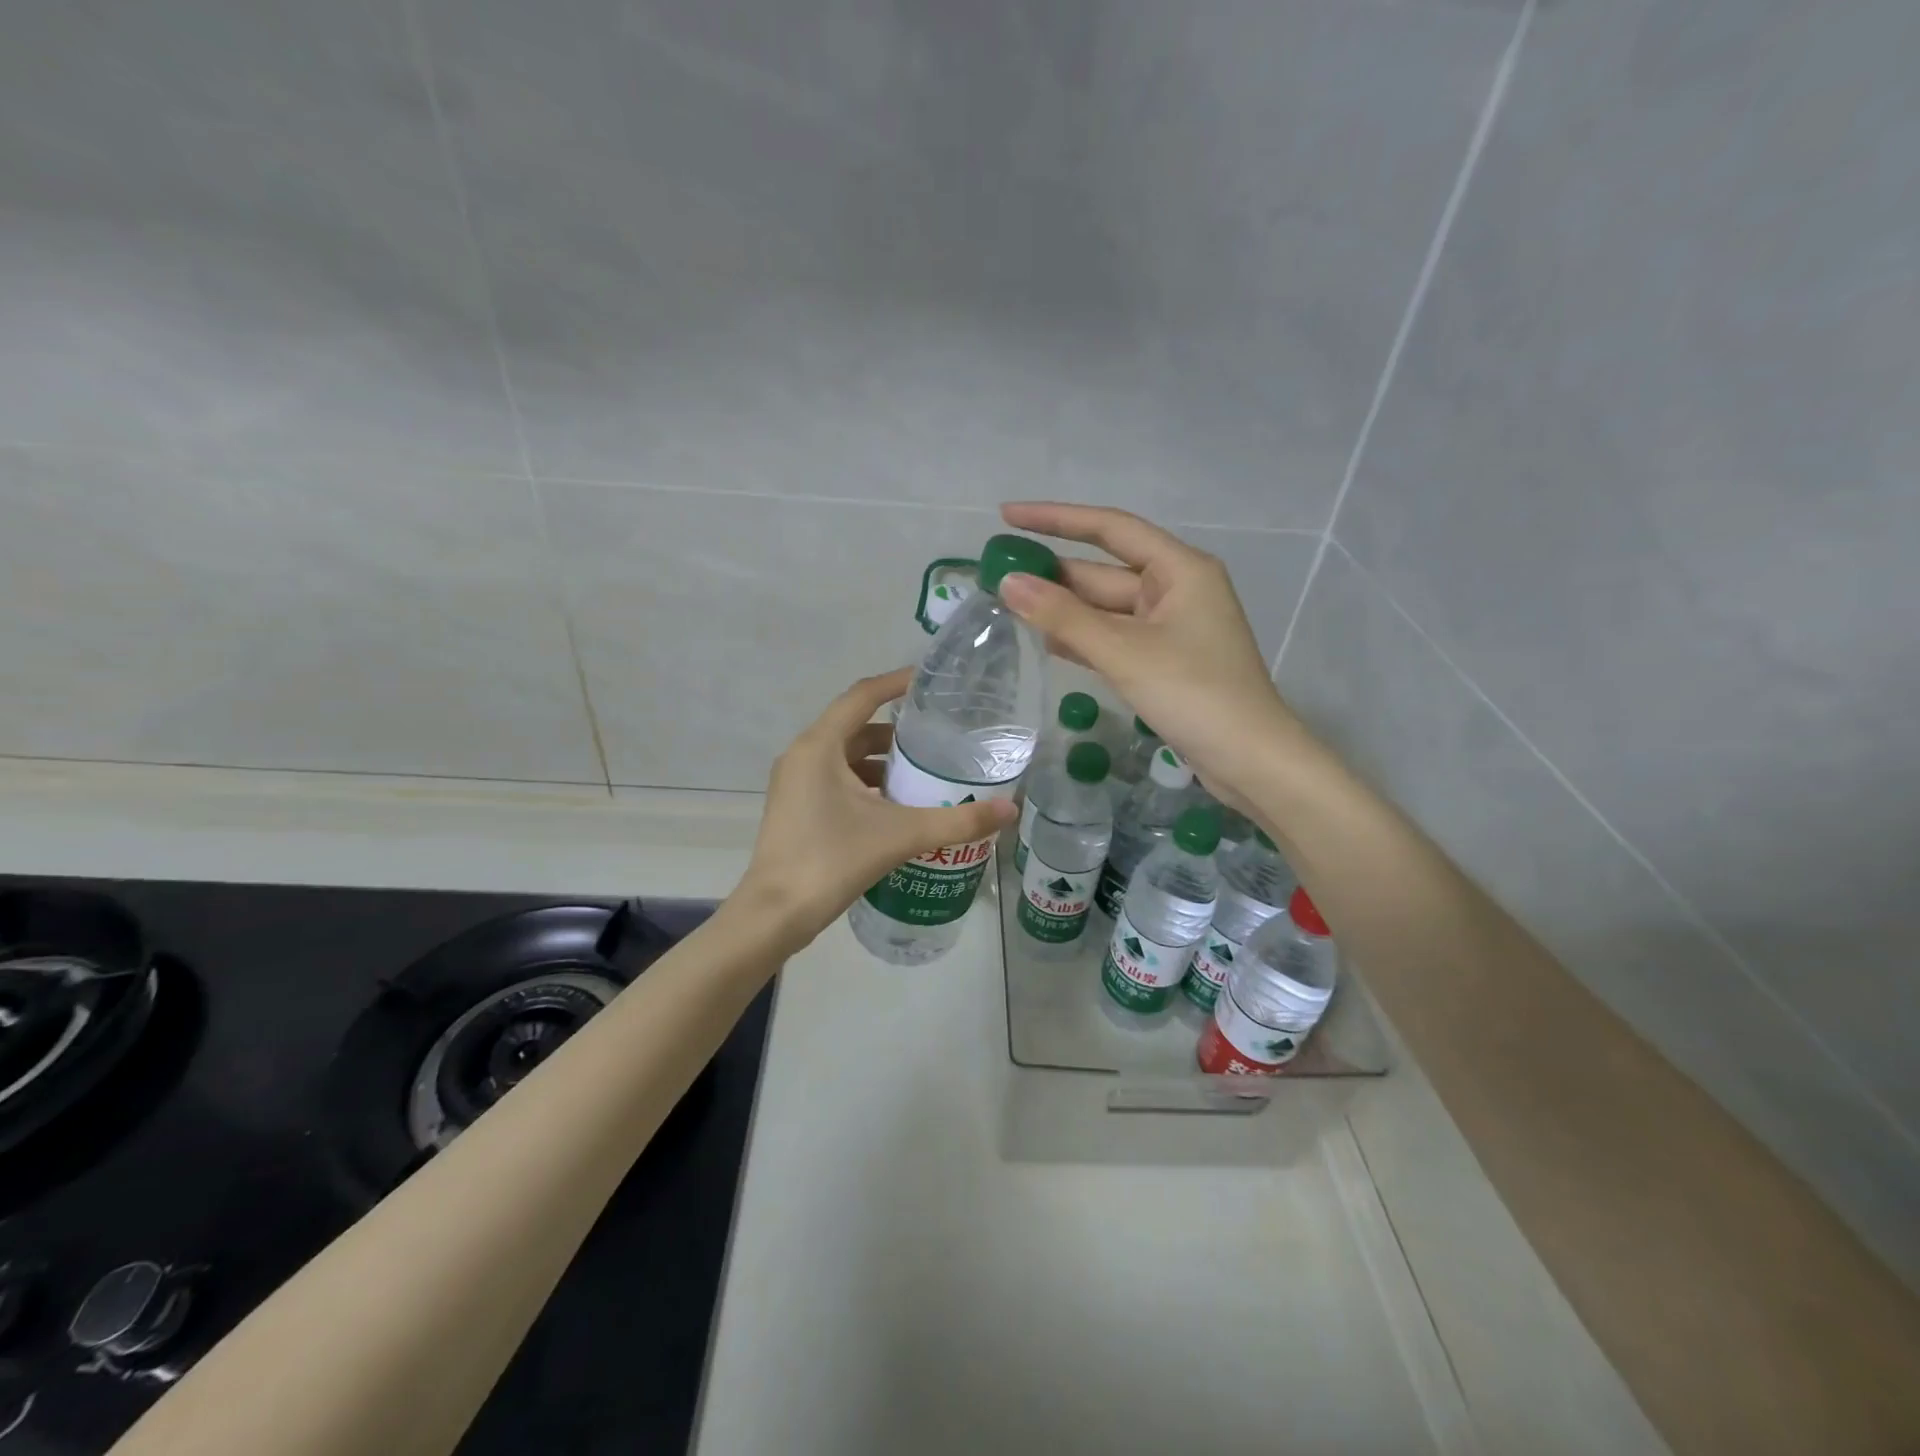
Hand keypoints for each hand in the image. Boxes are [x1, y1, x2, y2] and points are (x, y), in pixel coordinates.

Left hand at [737, 668, 1016, 949]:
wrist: (775, 914)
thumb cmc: (832, 861)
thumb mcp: (901, 835)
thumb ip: (958, 821)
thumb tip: (1010, 811)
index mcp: (819, 746)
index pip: (863, 696)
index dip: (897, 683)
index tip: (932, 681)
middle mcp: (803, 755)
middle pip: (856, 727)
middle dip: (897, 732)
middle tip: (939, 737)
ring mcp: (795, 783)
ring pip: (846, 757)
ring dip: (882, 761)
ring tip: (925, 773)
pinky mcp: (796, 807)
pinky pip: (836, 779)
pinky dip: (866, 783)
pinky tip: (897, 805)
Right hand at [997, 501, 1307, 812]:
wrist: (1250, 761)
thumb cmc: (1194, 695)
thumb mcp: (1124, 652)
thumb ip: (1064, 617)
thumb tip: (1008, 583)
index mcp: (1179, 569)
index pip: (1109, 529)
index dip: (1055, 519)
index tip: (1008, 516)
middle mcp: (1176, 589)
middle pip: (1103, 572)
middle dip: (1053, 574)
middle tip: (996, 575)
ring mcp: (1170, 628)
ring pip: (1106, 609)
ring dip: (1064, 610)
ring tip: (1009, 607)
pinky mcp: (1164, 661)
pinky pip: (1114, 638)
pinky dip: (1083, 639)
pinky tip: (1047, 643)